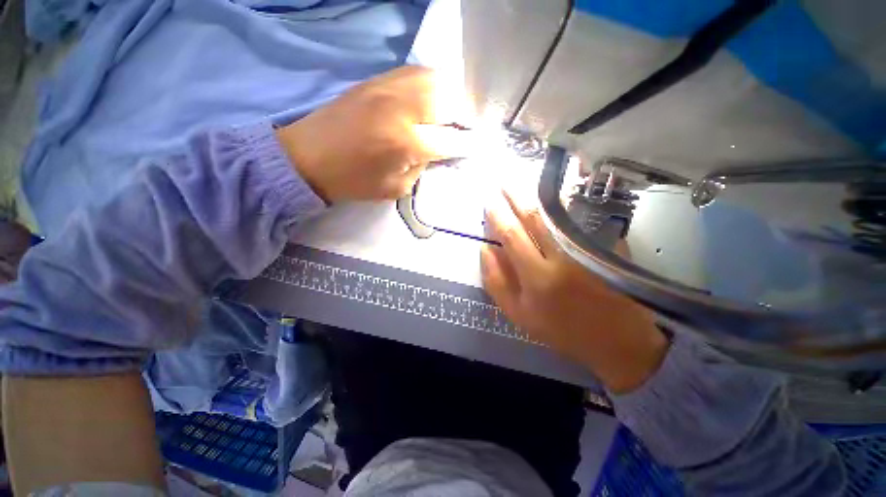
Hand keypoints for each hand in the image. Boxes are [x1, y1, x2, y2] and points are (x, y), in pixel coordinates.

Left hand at [276, 66, 472, 202]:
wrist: (308, 158)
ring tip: (451, 112)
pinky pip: (414, 73)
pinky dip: (430, 84)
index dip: (468, 144)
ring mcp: (387, 88)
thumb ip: (423, 168)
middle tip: (465, 128)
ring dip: (449, 95)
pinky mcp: (375, 80)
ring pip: (434, 79)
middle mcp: (401, 107)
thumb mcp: (396, 188)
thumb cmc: (354, 181)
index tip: (479, 146)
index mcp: (406, 142)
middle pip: (448, 99)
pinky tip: (430, 99)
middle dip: (463, 114)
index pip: (451, 140)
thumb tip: (440, 151)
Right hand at [481, 191, 668, 393]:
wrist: (617, 341)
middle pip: (534, 217)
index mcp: (537, 276)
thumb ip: (497, 282)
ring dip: (537, 195)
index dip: (497, 215)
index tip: (488, 200)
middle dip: (515, 196)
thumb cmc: (561, 330)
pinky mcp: (605, 246)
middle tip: (503, 180)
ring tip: (523, 182)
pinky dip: (562, 206)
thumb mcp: (518, 314)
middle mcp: (561, 256)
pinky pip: (578, 220)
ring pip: (557, 213)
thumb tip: (486, 249)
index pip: (511, 235)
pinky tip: (553, 197)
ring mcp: (586, 249)